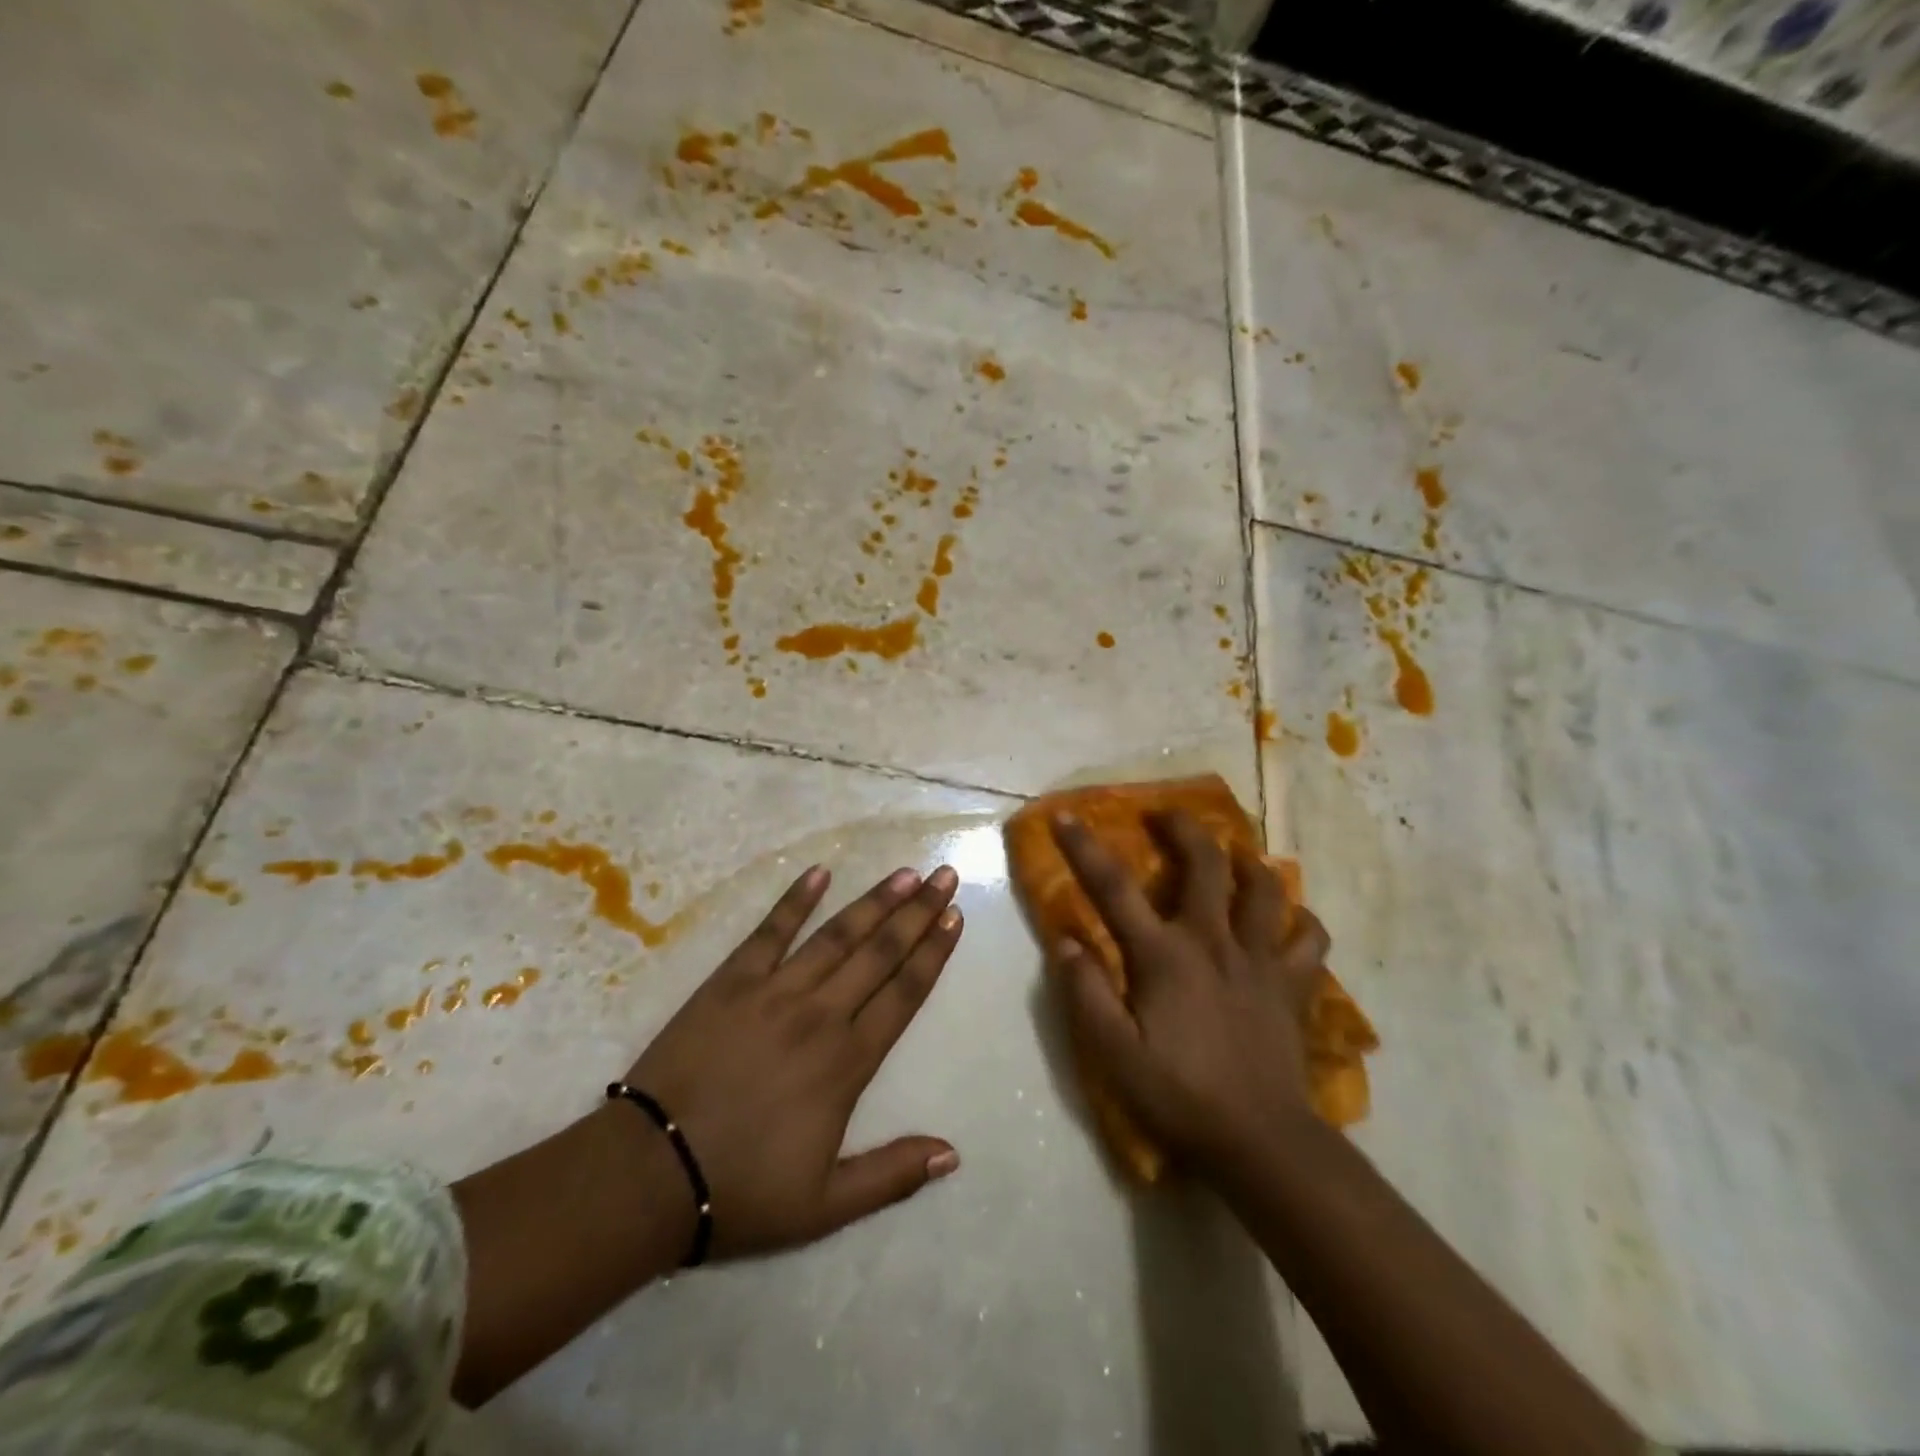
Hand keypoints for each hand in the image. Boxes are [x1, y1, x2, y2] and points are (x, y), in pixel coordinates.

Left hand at [621, 862, 963, 1258]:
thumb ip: (892, 1176)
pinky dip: (795, 900)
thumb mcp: (825, 1206)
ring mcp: (774, 991)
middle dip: (918, 912)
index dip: (933, 953)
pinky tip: (819, 873)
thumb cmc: (741, 1190)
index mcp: (848, 1062)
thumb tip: (953, 1152)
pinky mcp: (731, 981)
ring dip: (874, 901)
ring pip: (837, 935)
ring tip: (905, 873)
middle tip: (945, 876)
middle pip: (880, 953)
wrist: (649, 1173)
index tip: (955, 917)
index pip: (903, 993)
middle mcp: (820, 1014)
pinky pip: (770, 931)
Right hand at [1049, 811, 1329, 1177]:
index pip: (1114, 889)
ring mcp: (1260, 960)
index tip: (1065, 816)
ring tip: (1236, 857)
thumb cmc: (1179, 1095)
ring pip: (1266, 890)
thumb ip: (1085, 992)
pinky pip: (1309, 940)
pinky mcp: (1293, 986)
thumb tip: (1065, 940)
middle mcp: (1213, 941)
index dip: (1084, 848)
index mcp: (1164, 955)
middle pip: (1206, 864)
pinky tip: (1290, 922)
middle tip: (1169, 816)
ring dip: (1249, 864)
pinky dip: (1301, 923)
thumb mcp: (1113, 1052)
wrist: (1260, 1141)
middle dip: (1185, 829)